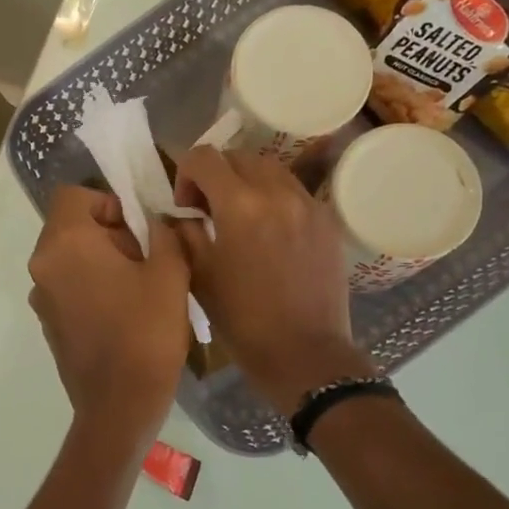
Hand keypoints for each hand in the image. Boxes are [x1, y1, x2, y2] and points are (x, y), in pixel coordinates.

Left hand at [28, 186, 190, 436]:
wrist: (119, 406)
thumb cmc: (145, 333)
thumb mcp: (169, 273)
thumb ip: (163, 233)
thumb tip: (154, 221)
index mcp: (65, 244)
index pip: (74, 196)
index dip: (108, 203)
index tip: (138, 230)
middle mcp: (43, 265)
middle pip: (71, 226)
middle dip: (110, 233)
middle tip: (147, 259)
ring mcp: (42, 297)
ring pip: (71, 257)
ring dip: (102, 261)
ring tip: (140, 288)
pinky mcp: (48, 323)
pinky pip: (69, 286)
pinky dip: (92, 286)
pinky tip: (124, 313)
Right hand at [173, 147, 375, 415]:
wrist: (303, 352)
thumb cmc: (242, 319)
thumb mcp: (199, 274)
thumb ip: (184, 231)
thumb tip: (181, 212)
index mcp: (240, 205)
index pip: (204, 157)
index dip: (185, 173)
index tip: (185, 204)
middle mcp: (277, 192)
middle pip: (238, 156)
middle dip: (216, 175)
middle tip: (208, 208)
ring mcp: (308, 204)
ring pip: (270, 168)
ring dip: (247, 182)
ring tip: (240, 216)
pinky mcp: (327, 220)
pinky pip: (294, 191)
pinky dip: (274, 198)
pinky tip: (269, 231)